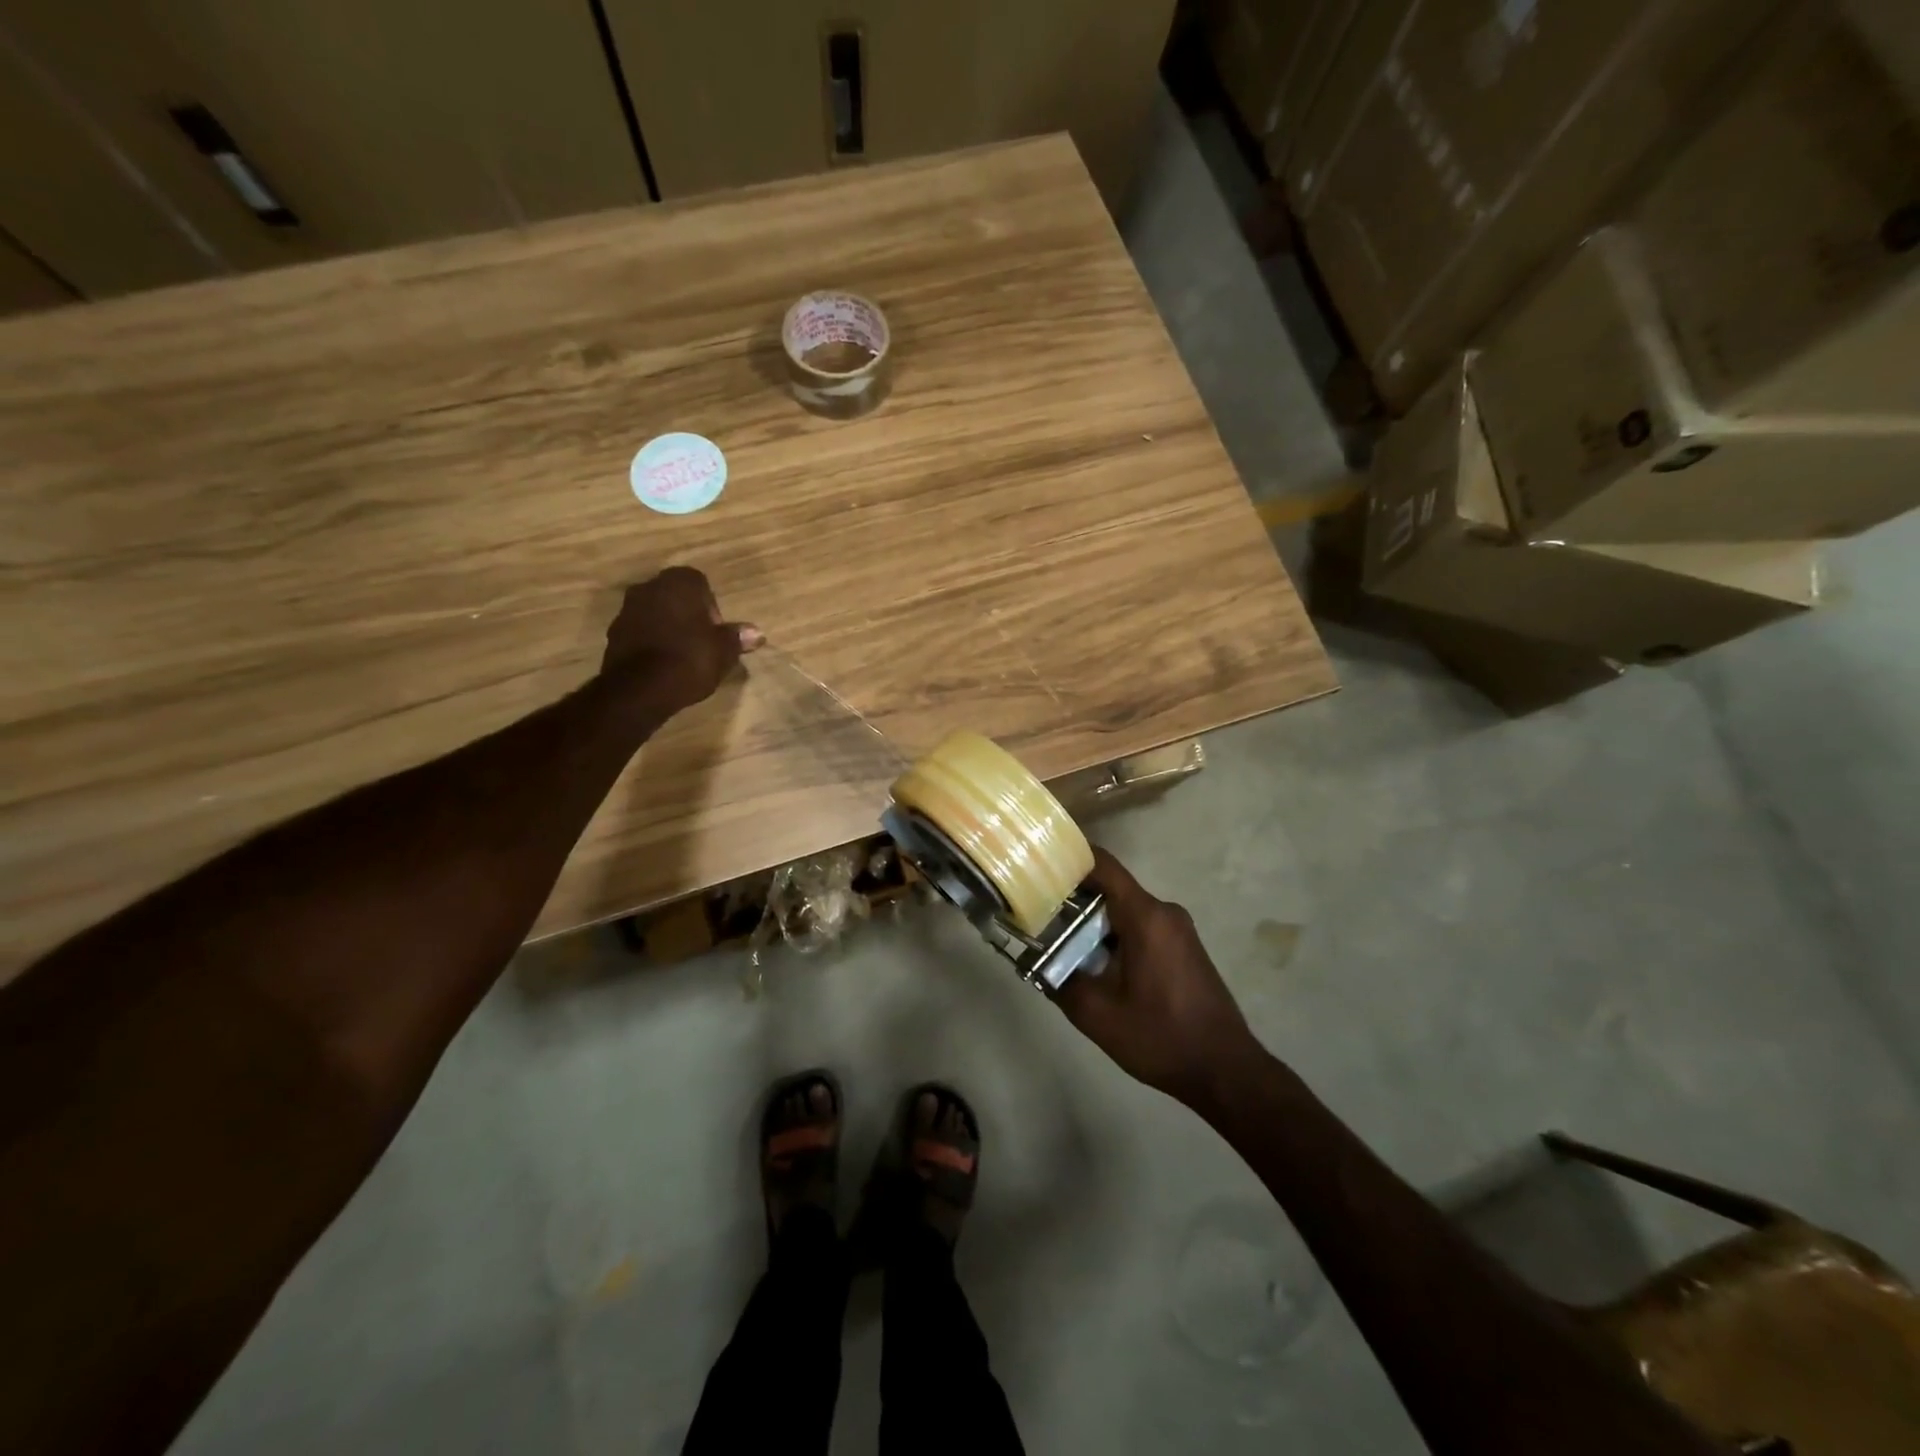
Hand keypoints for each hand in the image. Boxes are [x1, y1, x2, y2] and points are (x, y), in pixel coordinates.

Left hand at [600, 566, 762, 712]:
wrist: (641, 689)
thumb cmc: (690, 659)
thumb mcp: (723, 651)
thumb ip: (737, 638)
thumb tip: (756, 633)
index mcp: (678, 583)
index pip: (699, 583)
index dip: (711, 607)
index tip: (716, 631)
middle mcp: (649, 587)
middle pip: (675, 596)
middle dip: (688, 615)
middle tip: (703, 642)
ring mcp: (627, 609)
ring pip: (656, 612)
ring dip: (668, 627)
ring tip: (683, 655)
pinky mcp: (614, 634)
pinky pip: (640, 631)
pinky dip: (652, 642)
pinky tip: (663, 664)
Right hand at [1054, 848, 1266, 1109]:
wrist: (1225, 1070)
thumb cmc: (1162, 1037)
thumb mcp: (1098, 1016)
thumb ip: (1060, 982)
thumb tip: (1036, 962)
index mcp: (1146, 916)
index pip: (1102, 865)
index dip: (1068, 858)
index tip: (1037, 863)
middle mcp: (1164, 912)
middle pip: (1110, 888)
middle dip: (1072, 899)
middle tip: (1036, 914)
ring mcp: (1177, 929)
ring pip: (1123, 910)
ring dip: (1092, 922)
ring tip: (1056, 942)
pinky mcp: (1182, 947)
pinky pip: (1140, 926)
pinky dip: (1113, 936)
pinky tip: (1093, 962)